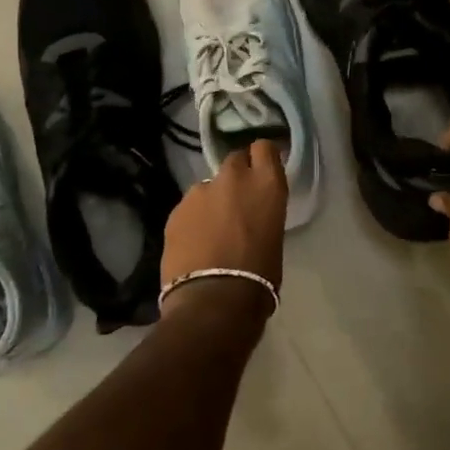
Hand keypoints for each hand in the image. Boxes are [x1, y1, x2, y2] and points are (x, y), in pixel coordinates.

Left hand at [161, 140, 287, 291]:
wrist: (214, 300)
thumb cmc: (259, 276)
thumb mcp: (274, 237)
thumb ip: (262, 214)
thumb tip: (250, 216)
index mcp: (266, 184)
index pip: (265, 148)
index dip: (262, 158)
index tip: (263, 172)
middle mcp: (233, 178)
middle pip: (235, 160)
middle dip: (236, 176)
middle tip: (237, 201)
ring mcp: (199, 191)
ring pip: (207, 186)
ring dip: (212, 200)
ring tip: (211, 230)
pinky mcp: (175, 210)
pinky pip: (188, 208)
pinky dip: (192, 220)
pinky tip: (194, 244)